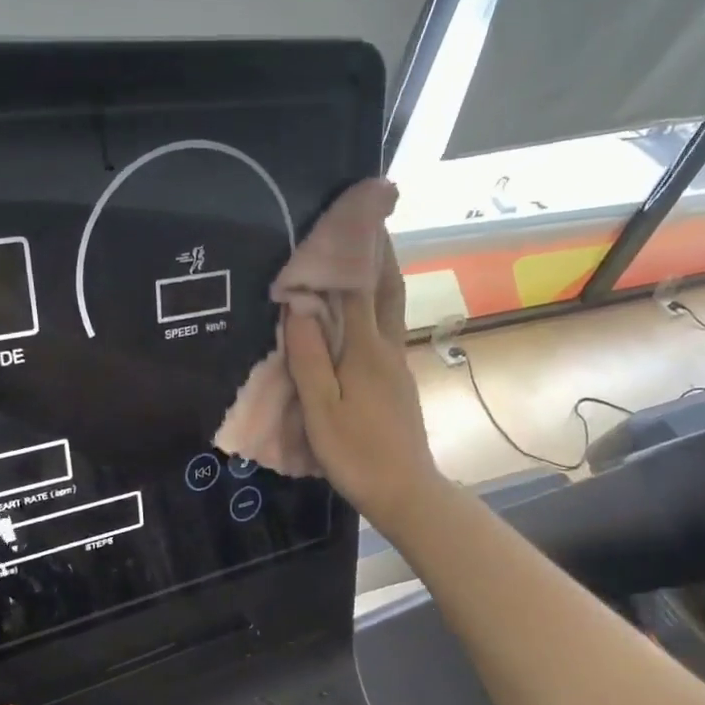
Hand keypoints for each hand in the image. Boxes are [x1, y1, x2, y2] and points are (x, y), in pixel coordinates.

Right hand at [283, 185, 446, 536]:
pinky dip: (375, 308)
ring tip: (366, 254)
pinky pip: (385, 332)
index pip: (359, 288)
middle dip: (379, 252)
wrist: (406, 490)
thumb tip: (299, 307)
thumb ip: (309, 359)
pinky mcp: (398, 383)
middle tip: (369, 220)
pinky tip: (362, 315)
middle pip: (387, 290)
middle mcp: (387, 349)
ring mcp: (397, 366)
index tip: (349, 214)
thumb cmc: (357, 454)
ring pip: (390, 310)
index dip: (353, 250)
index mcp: (365, 351)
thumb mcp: (322, 411)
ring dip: (381, 277)